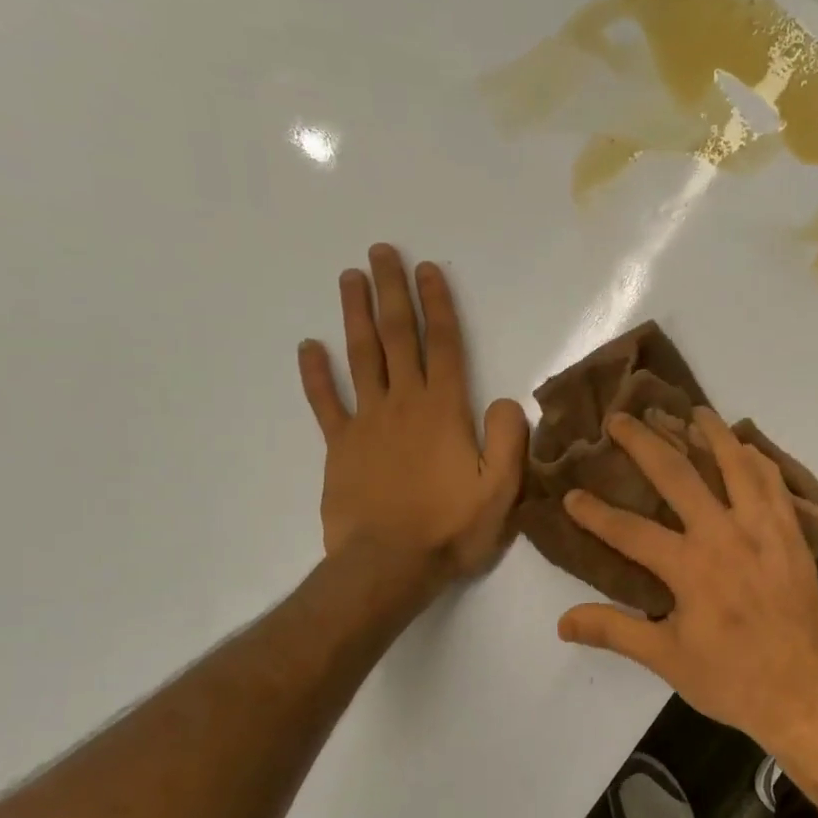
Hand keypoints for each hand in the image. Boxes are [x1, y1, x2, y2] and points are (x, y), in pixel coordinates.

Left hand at [298, 244, 527, 587]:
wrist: (389, 565)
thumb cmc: (451, 528)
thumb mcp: (501, 490)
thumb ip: (509, 439)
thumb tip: (506, 400)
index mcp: (445, 411)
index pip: (444, 346)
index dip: (438, 305)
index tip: (428, 270)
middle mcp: (404, 404)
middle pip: (398, 338)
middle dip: (392, 293)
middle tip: (382, 252)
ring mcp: (366, 422)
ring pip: (361, 358)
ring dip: (356, 316)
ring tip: (350, 278)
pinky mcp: (340, 447)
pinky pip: (325, 403)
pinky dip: (315, 374)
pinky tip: (308, 347)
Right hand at [556, 408, 817, 751]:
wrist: (805, 694)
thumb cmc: (732, 680)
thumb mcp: (666, 659)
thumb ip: (614, 631)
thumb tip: (562, 621)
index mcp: (690, 567)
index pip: (630, 530)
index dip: (595, 513)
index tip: (571, 495)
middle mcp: (726, 535)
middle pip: (679, 475)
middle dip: (645, 443)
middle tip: (622, 418)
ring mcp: (765, 530)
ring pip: (736, 465)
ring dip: (711, 434)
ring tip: (692, 410)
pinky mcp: (793, 536)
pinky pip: (775, 484)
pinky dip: (758, 460)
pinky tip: (747, 449)